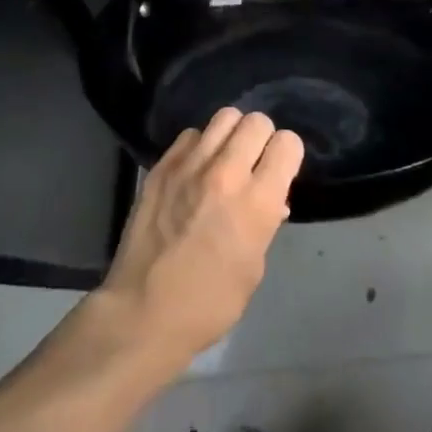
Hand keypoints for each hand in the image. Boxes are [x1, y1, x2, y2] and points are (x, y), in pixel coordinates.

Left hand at [98, 109, 303, 370]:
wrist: (142, 314)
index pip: (288, 143)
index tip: (280, 171)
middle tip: (254, 162)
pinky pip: (191, 135)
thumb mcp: (254, 267)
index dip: (287, 155)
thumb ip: (266, 222)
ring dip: (232, 135)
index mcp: (257, 201)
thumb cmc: (209, 303)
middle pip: (257, 121)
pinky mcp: (161, 167)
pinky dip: (200, 146)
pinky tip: (196, 169)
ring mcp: (189, 166)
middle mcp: (226, 173)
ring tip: (226, 158)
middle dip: (262, 138)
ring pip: (224, 117)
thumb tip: (272, 200)